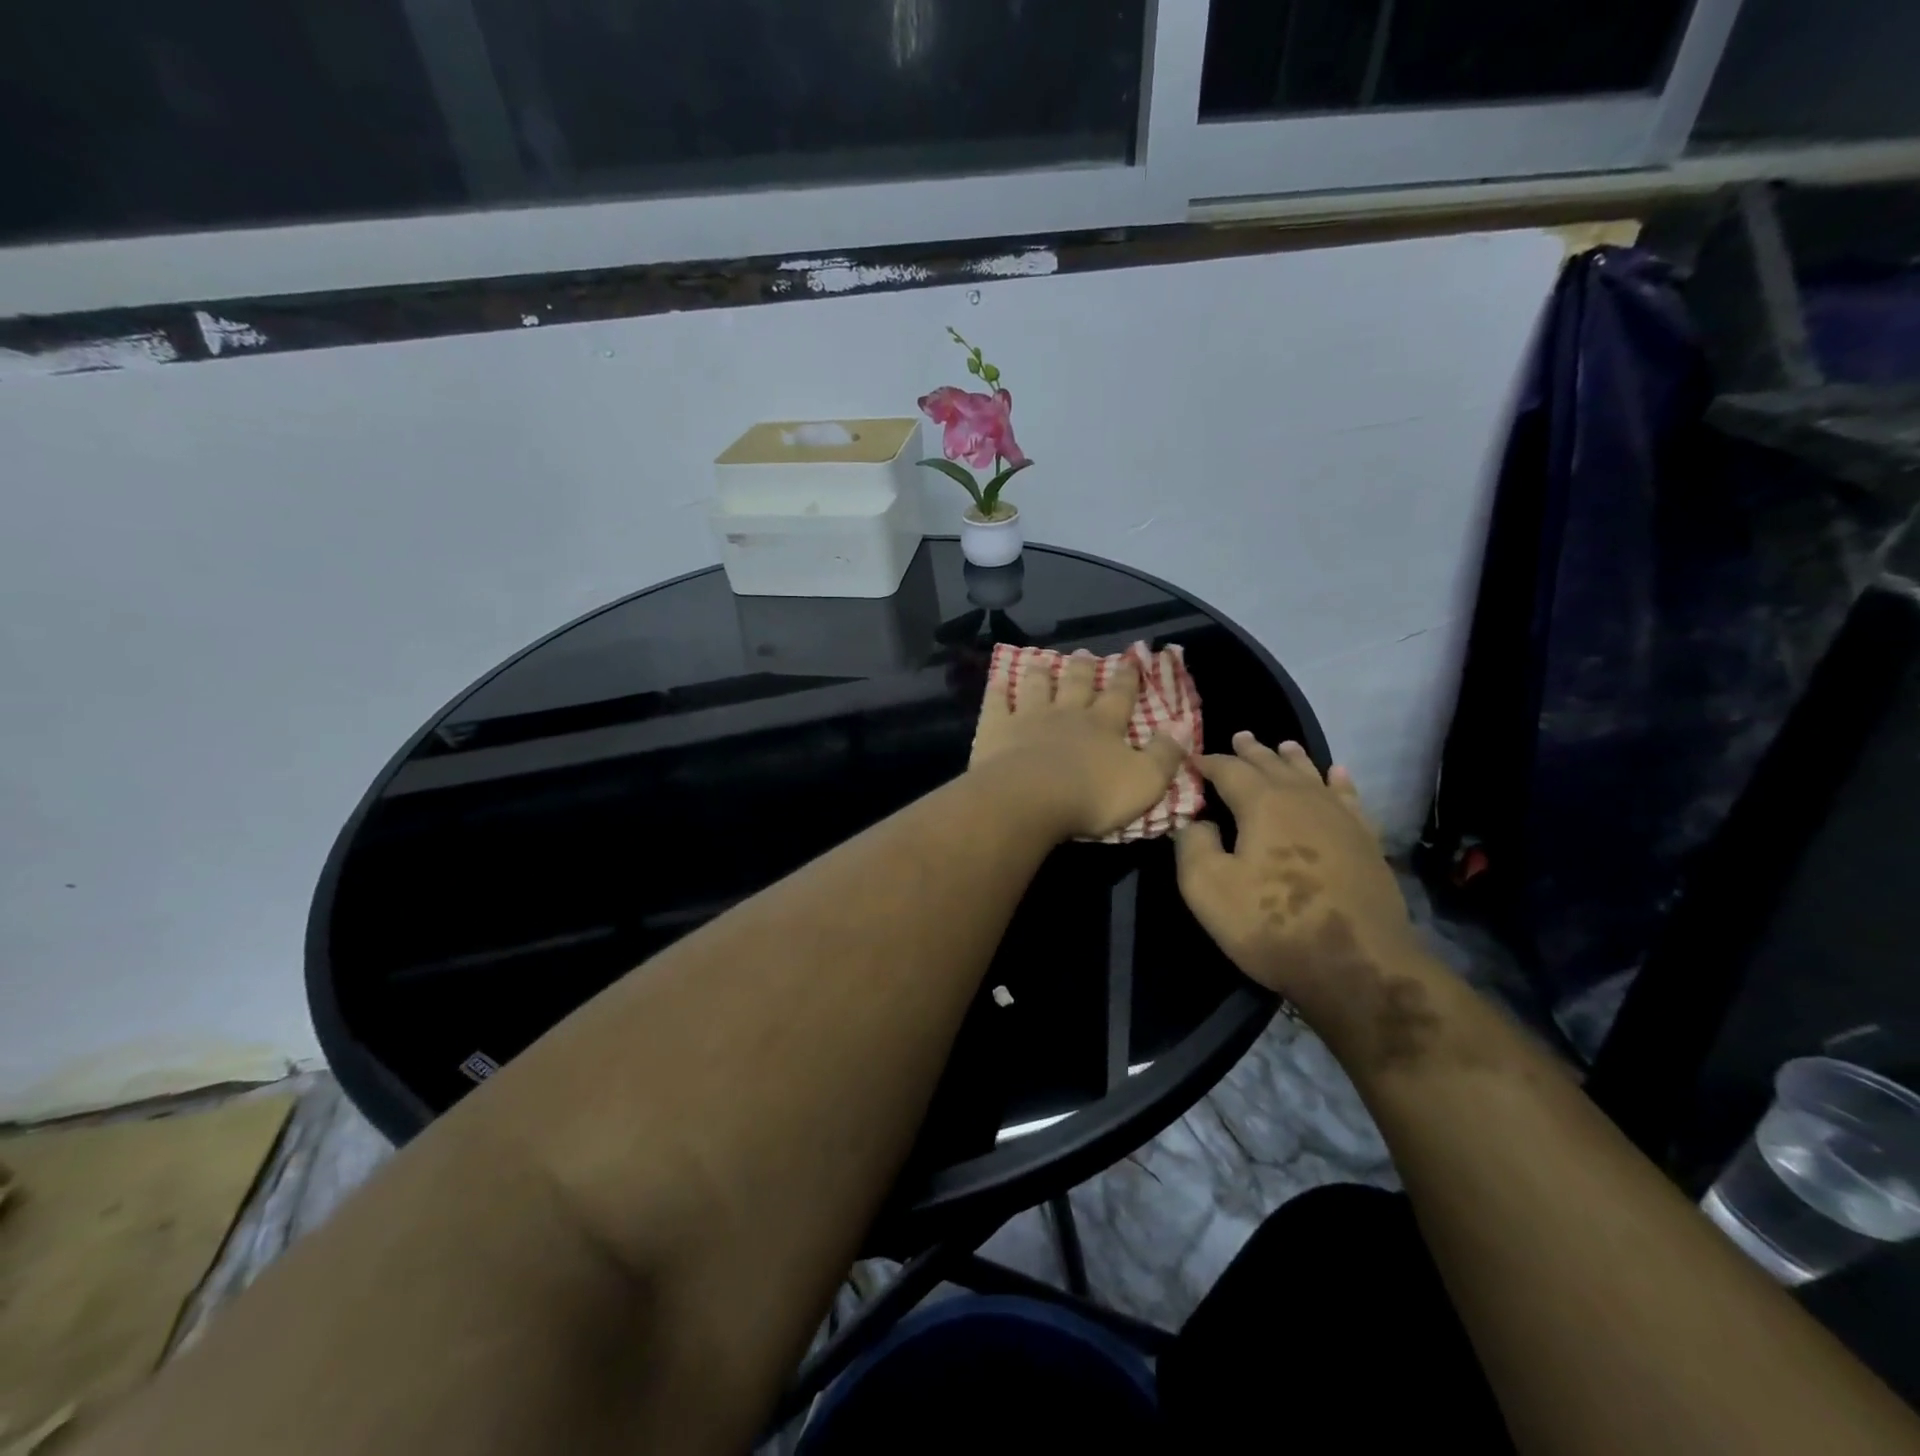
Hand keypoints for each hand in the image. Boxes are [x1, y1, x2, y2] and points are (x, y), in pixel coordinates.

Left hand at [969, 650, 1187, 840]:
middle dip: (1083, 668)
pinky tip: (997, 681)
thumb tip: (1183, 728)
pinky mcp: (996, 729)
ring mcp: (1029, 718)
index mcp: (1104, 726)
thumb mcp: (1144, 781)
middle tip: (1084, 652)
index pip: (1120, 696)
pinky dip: (998, 690)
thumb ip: (1165, 755)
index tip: (1131, 658)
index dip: (1127, 678)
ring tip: (1042, 661)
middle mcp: (1067, 714)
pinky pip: (996, 704)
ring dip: (1041, 673)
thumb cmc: (1092, 795)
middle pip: (1077, 685)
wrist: (1030, 800)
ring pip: (1037, 687)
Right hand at [1175, 733, 1421, 1022]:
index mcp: (1262, 803)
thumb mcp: (1207, 888)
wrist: (1356, 964)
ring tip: (1283, 746)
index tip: (1192, 759)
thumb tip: (1197, 821)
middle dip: (1251, 752)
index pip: (1229, 770)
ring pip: (1311, 775)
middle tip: (1239, 737)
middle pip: (1272, 765)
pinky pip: (1349, 798)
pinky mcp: (1365, 841)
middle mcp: (1303, 798)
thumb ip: (1193, 845)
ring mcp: (1339, 817)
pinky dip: (1339, 782)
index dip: (1208, 762)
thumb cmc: (1271, 924)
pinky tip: (1337, 774)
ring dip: (1293, 759)